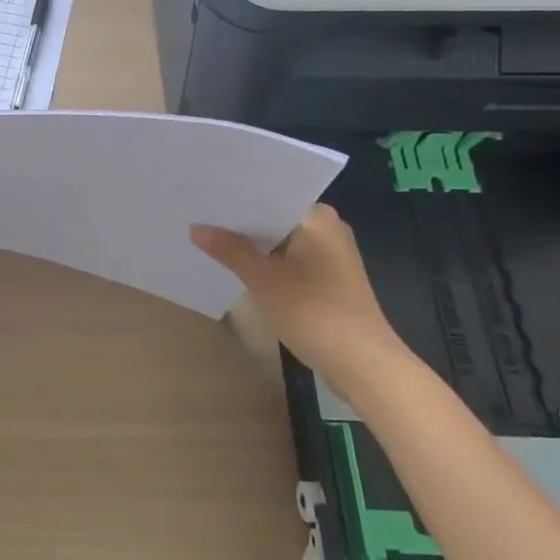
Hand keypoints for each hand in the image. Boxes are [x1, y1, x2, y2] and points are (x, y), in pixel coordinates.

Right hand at [191, 205, 409, 394]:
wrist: (364, 366)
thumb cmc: (315, 312)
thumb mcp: (263, 279)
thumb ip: (229, 250)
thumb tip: (195, 227)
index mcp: (318, 218)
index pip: (270, 194)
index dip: (236, 195)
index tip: (204, 193)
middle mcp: (328, 229)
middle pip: (274, 217)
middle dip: (240, 221)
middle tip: (198, 214)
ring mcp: (330, 256)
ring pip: (280, 240)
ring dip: (252, 244)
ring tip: (209, 237)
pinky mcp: (328, 280)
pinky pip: (288, 260)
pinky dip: (266, 262)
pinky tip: (237, 266)